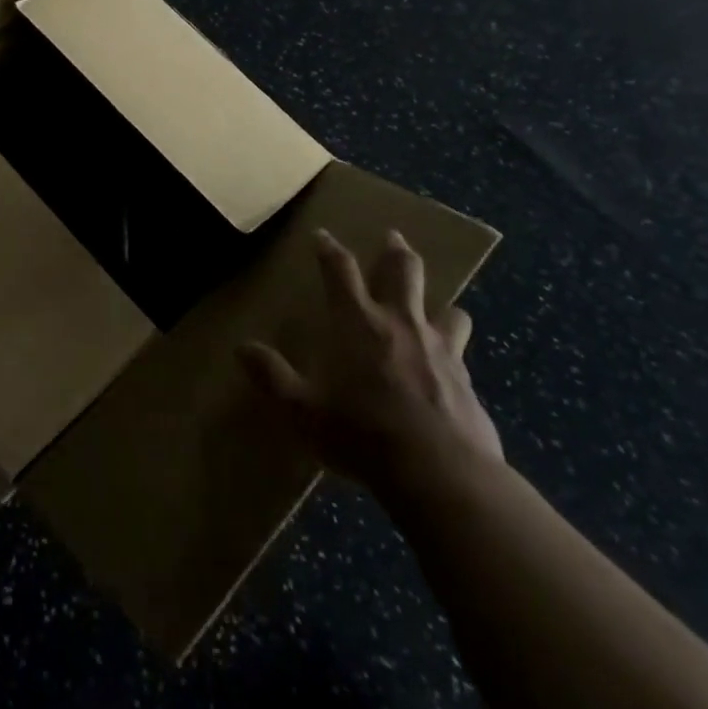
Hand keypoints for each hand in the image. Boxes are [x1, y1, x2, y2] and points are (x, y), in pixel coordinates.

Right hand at [241, 229, 503, 494]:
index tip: (323, 236)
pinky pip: (462, 351)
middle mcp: (400, 322)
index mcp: (357, 322)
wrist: (440, 473)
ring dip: (438, 302)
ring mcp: (439, 347)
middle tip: (393, 236)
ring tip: (437, 305)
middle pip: (403, 270)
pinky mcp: (466, 377)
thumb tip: (241, 348)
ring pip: (445, 307)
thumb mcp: (303, 410)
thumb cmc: (363, 434)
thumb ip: (272, 377)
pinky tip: (451, 365)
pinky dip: (454, 348)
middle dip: (395, 250)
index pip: (340, 270)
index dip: (329, 250)